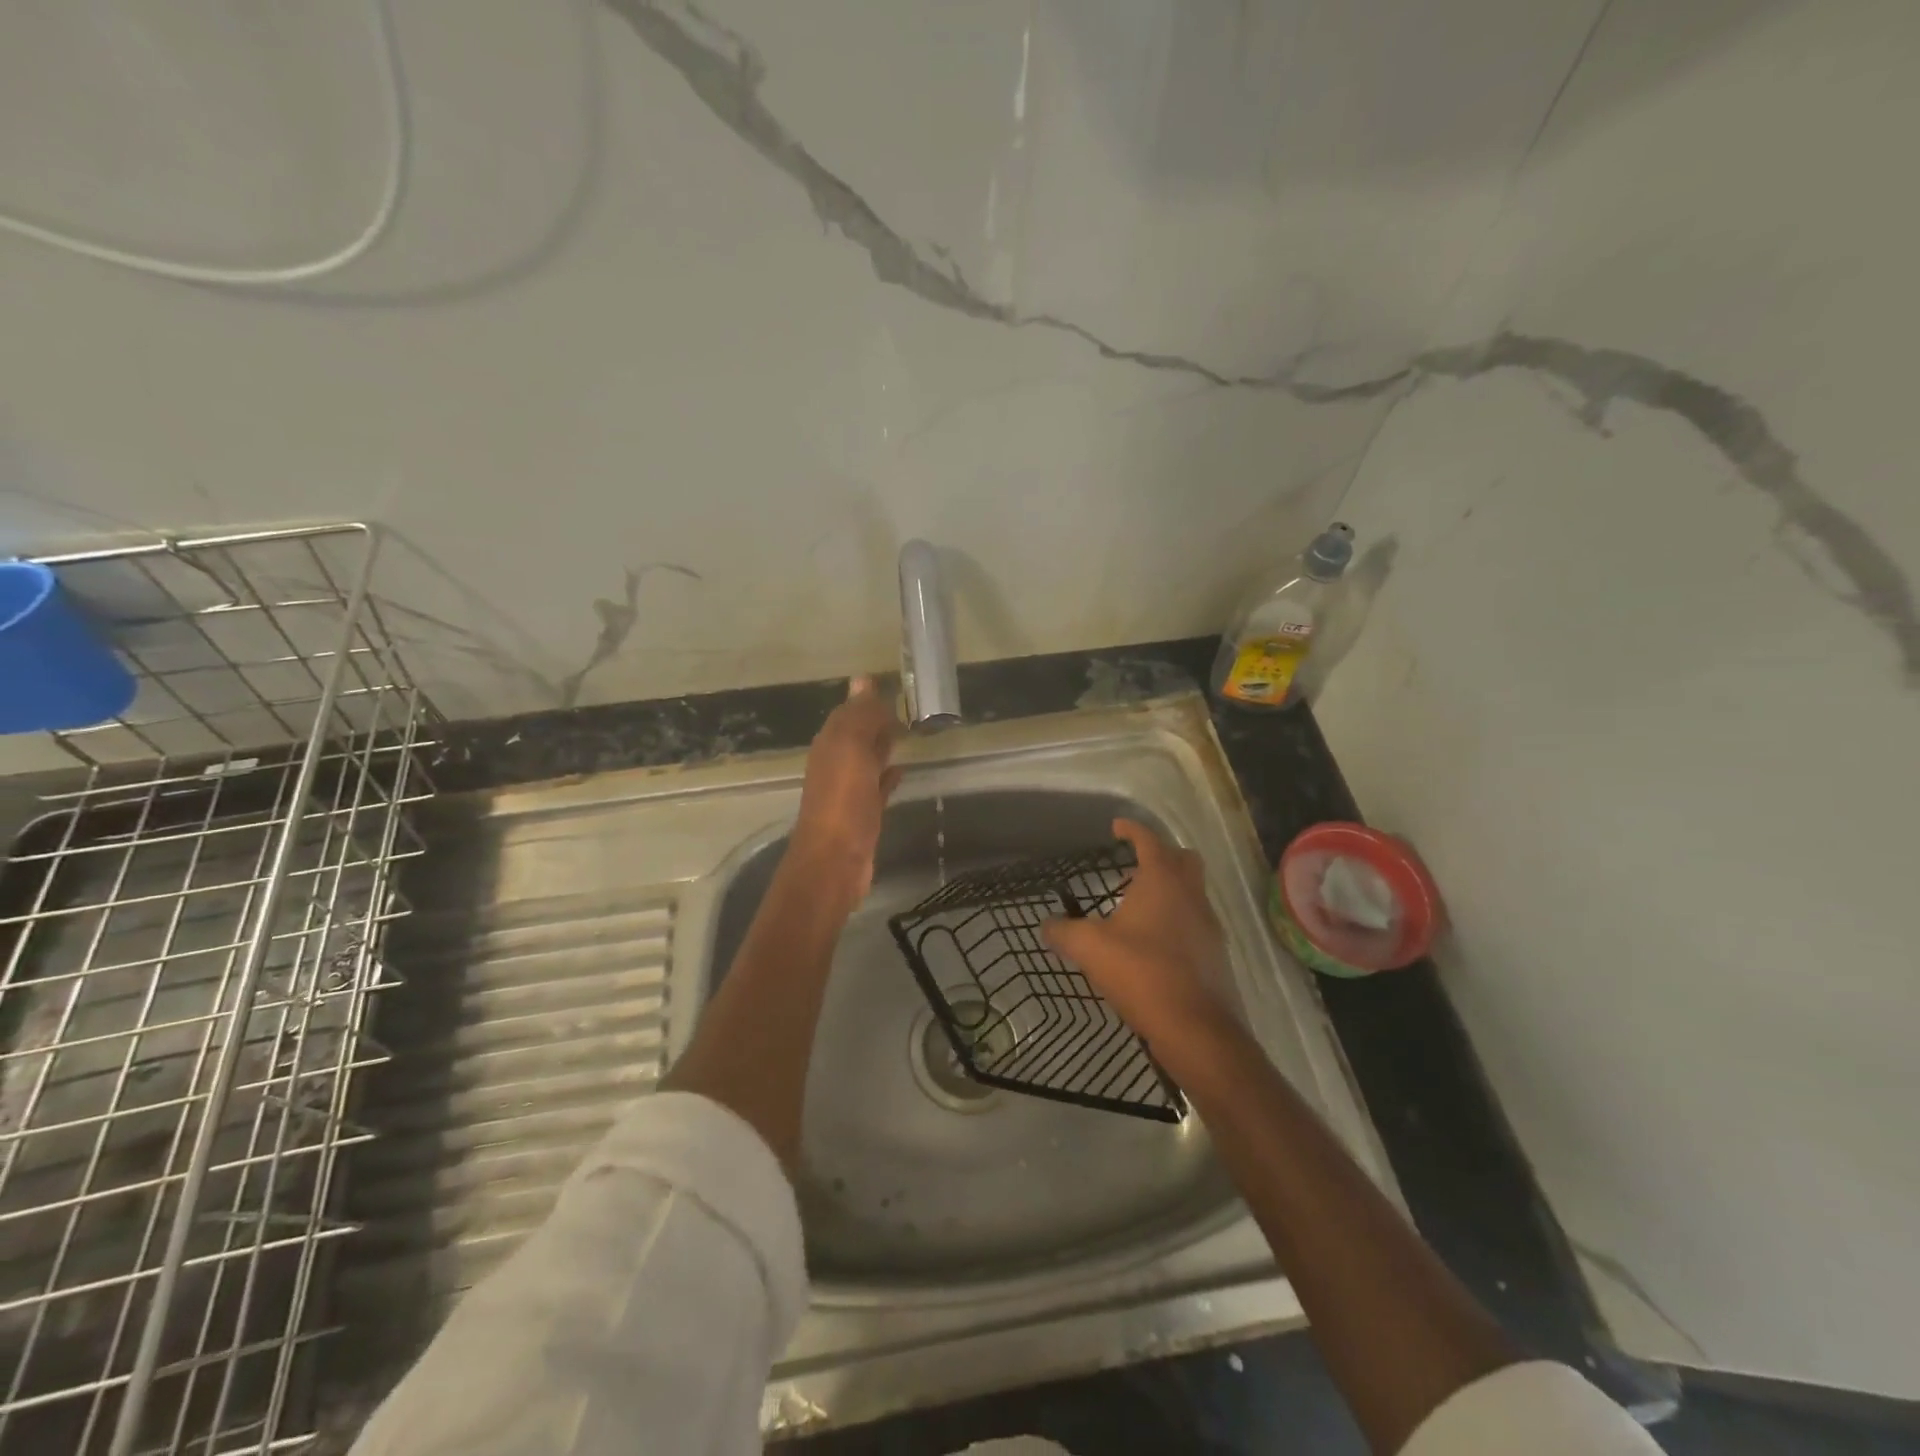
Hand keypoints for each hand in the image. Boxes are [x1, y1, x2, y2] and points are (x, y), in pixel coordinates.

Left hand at [789, 676, 902, 897]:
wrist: (835, 862)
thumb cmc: (843, 801)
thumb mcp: (851, 750)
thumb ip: (860, 717)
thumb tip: (863, 679)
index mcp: (830, 745)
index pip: (848, 713)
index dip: (867, 700)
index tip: (894, 687)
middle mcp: (836, 764)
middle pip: (857, 735)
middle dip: (876, 720)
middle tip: (905, 706)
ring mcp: (849, 791)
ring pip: (868, 759)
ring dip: (883, 745)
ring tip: (908, 732)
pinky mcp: (864, 814)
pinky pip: (877, 786)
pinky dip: (888, 775)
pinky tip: (902, 769)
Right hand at [1045, 818, 1232, 1036]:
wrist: (1197, 1028)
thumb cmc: (1142, 973)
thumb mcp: (1090, 949)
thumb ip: (1064, 932)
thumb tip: (1046, 925)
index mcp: (1162, 880)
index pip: (1148, 840)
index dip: (1132, 830)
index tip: (1117, 827)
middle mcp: (1191, 894)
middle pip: (1182, 859)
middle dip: (1159, 856)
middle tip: (1130, 871)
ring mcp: (1209, 924)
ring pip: (1191, 891)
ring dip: (1168, 890)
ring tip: (1136, 911)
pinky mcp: (1216, 953)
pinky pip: (1195, 921)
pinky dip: (1176, 920)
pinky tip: (1153, 945)